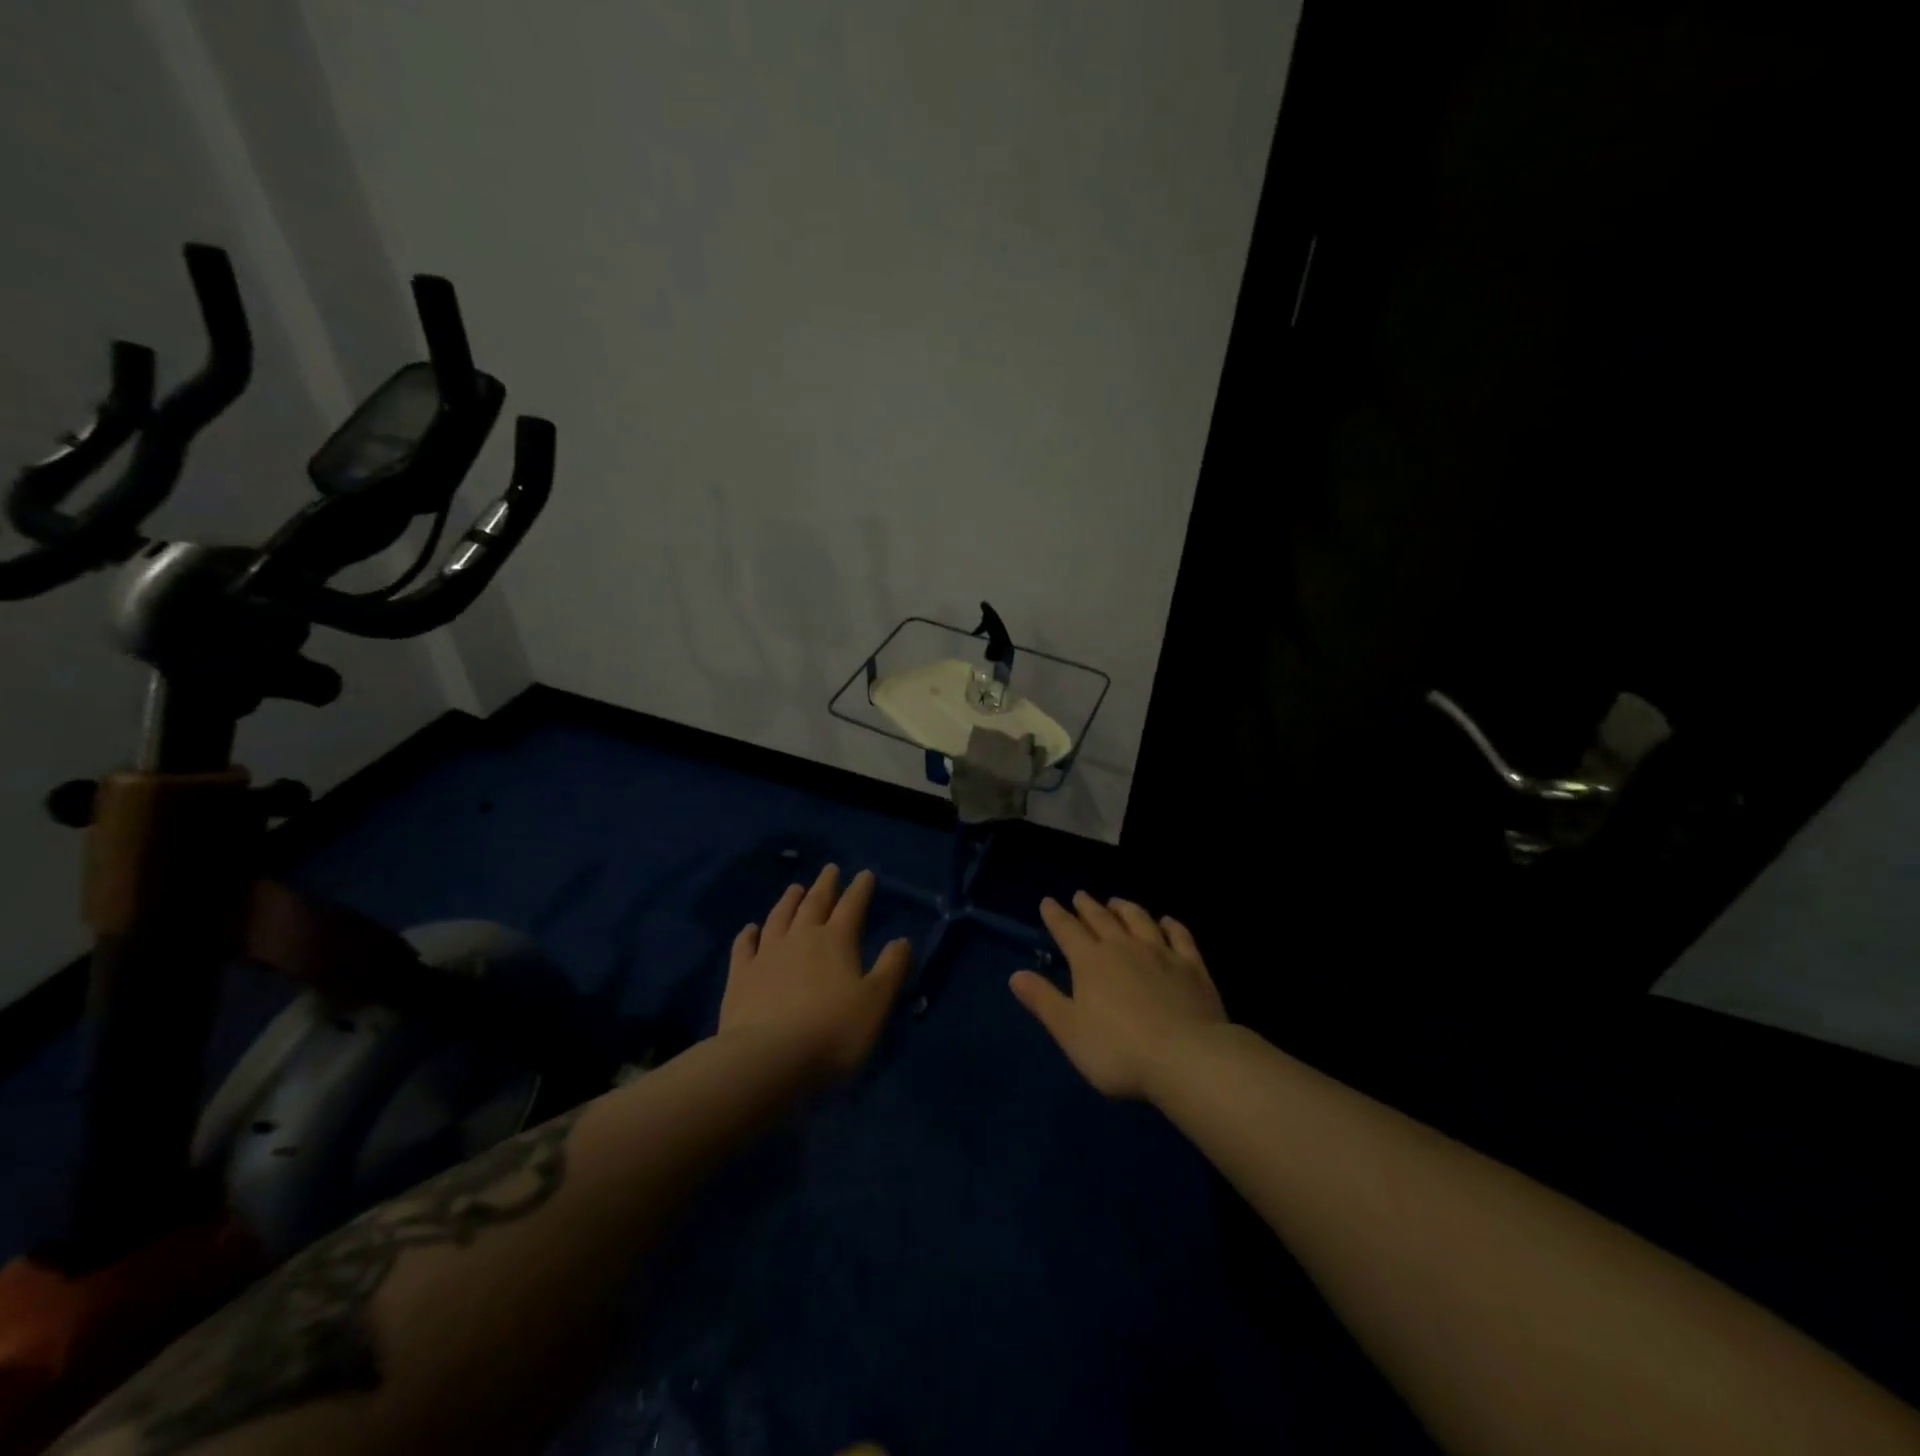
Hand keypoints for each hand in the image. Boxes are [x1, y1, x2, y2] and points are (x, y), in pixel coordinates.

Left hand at [720, 865, 912, 1084]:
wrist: (767, 1059)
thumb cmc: (833, 1032)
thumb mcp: (876, 1002)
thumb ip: (891, 968)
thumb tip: (902, 940)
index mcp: (836, 941)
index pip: (852, 906)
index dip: (860, 889)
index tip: (865, 874)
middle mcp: (801, 938)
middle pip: (814, 904)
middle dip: (825, 885)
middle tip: (830, 869)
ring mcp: (766, 954)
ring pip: (779, 917)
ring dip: (789, 901)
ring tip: (795, 888)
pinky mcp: (740, 976)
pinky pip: (744, 946)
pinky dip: (748, 934)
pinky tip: (750, 928)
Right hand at [1010, 892, 1226, 1101]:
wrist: (1186, 1057)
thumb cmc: (1118, 1050)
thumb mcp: (1069, 1031)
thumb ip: (1044, 1000)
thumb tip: (1016, 975)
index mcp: (1090, 961)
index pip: (1067, 930)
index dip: (1055, 915)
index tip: (1048, 902)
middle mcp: (1123, 947)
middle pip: (1102, 919)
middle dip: (1087, 906)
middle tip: (1080, 895)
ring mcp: (1161, 953)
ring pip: (1139, 919)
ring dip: (1125, 908)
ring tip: (1116, 901)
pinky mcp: (1192, 966)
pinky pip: (1179, 936)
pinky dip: (1171, 924)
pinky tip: (1167, 921)